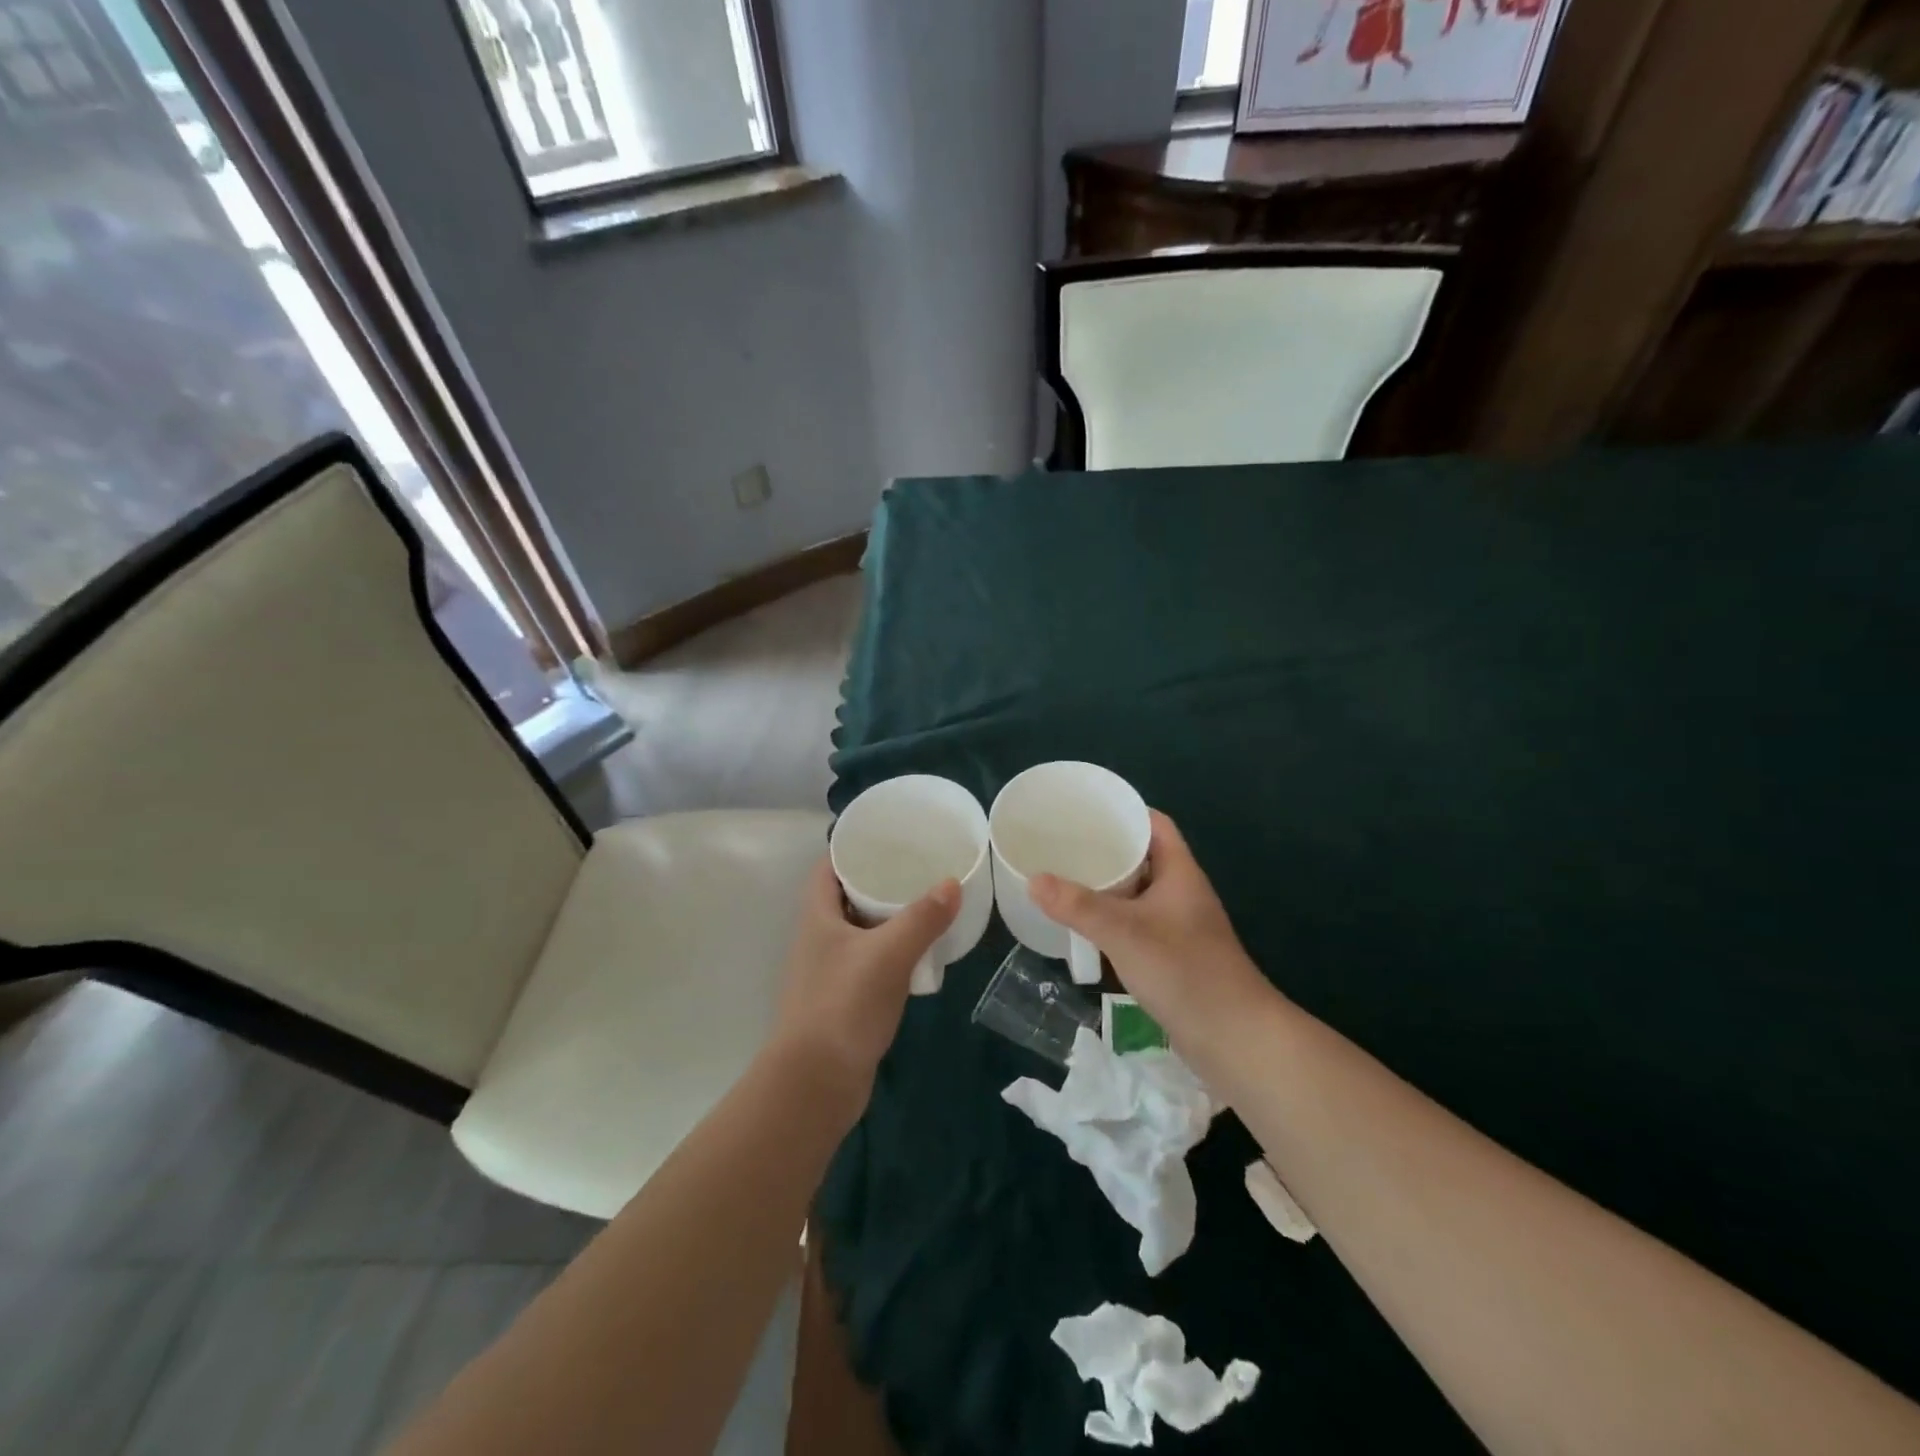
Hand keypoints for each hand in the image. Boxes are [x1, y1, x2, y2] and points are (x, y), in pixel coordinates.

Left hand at [770, 857, 958, 1105]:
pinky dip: (890, 953)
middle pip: (847, 897)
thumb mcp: (889, 954)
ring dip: (887, 919)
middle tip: (917, 868)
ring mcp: (828, 971)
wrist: (816, 1082)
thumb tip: (952, 883)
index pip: (829, 867)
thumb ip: (922, 918)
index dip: (853, 849)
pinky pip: (868, 963)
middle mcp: (818, 938)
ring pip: (860, 932)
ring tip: (925, 904)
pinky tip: (918, 955)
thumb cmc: (844, 1005)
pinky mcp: (842, 1000)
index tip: (888, 838)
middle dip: (879, 882)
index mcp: (817, 917)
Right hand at [1031, 811, 1267, 1049]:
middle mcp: (1182, 893)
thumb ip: (1078, 906)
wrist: (1234, 1038)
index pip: (1155, 824)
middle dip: (1107, 848)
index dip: (1125, 812)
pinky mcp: (1172, 955)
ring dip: (1108, 886)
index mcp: (1180, 873)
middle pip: (1143, 857)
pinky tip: (1086, 926)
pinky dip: (1112, 918)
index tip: (1086, 809)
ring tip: (1066, 878)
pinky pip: (1136, 923)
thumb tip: (1033, 880)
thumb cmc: (1185, 971)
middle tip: (1065, 844)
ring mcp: (1179, 926)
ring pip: (1138, 893)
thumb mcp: (1125, 932)